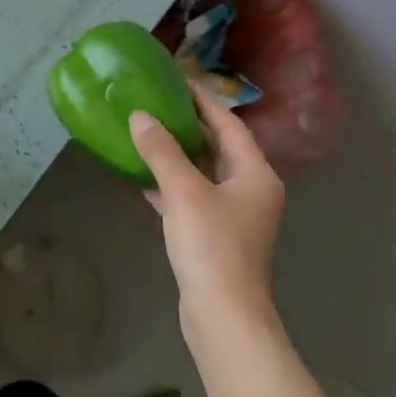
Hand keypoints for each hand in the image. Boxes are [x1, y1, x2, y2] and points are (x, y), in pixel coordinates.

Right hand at [130, 89, 285, 342]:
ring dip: (176, 156)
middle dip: (187, 126)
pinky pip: (192, 199)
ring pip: (203, 174)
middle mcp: (251, 190)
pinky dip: (171, 187)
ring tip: (145, 134)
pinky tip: (143, 180)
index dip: (202, 101)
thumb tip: (140, 115)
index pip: (228, 124)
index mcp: (255, 174)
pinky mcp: (215, 238)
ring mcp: (234, 217)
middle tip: (155, 104)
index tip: (176, 80)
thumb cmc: (212, 247)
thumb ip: (161, 151)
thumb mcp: (184, 192)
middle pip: (218, 147)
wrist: (224, 316)